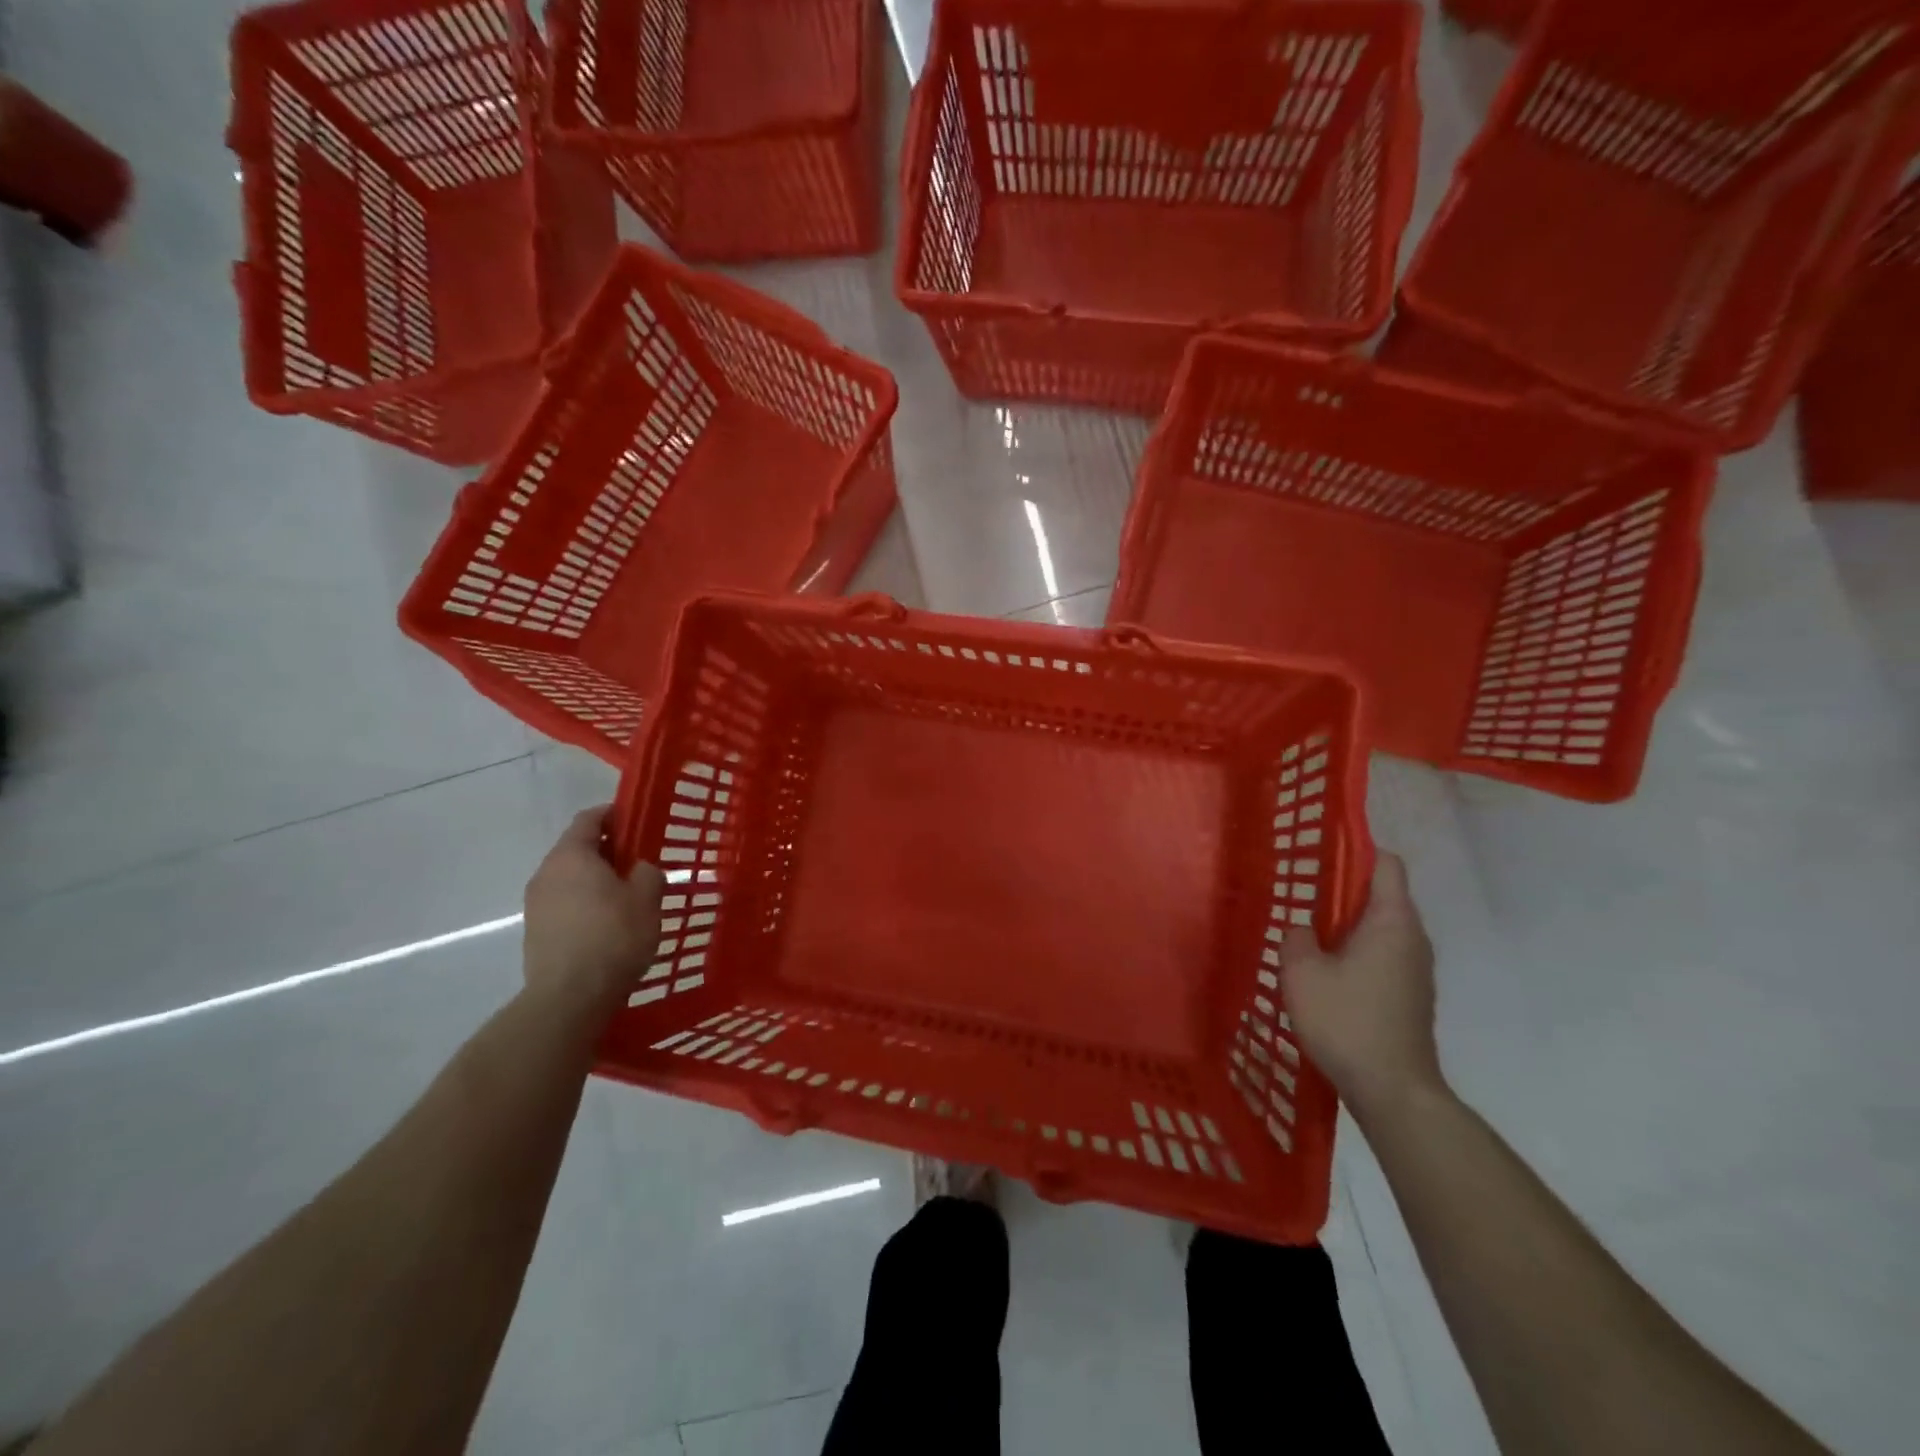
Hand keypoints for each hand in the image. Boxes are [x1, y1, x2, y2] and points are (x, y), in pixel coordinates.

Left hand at [523, 807, 664, 1016]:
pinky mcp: (536, 932)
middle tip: (639, 862)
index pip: (588, 819)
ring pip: (570, 879)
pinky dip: (585, 904)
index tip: (636, 821)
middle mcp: (546, 873)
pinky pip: (564, 904)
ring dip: (596, 880)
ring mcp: (536, 904)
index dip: (613, 815)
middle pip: (577, 849)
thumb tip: (639, 869)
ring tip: (626, 897)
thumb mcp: (647, 899)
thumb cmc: (614, 936)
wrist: (570, 997)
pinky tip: (608, 925)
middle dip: (607, 851)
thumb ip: (647, 873)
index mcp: (572, 855)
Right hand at [1280, 853, 1444, 1123]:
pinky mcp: (1410, 995)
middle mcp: (1413, 939)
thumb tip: (1304, 928)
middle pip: (1383, 895)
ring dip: (1347, 924)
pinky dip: (1356, 950)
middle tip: (1302, 891)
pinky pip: (1382, 954)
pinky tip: (1325, 969)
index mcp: (1393, 922)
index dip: (1357, 850)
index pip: (1387, 865)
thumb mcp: (1302, 972)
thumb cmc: (1347, 1020)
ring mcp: (1416, 970)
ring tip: (1308, 930)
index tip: (1322, 852)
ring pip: (1380, 928)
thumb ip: (1298, 937)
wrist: (1392, 1090)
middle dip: (1344, 889)